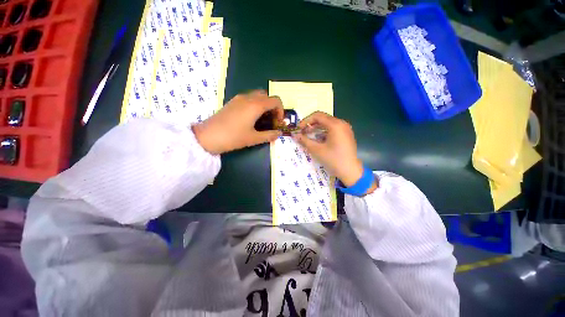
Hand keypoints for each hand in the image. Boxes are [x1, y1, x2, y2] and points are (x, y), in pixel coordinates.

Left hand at [193, 90, 283, 153]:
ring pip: (257, 96)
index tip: (278, 122)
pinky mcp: (232, 102)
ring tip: (261, 120)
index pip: (275, 100)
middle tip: (270, 120)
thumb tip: (279, 134)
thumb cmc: (233, 137)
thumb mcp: (254, 138)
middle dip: (272, 107)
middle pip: (267, 96)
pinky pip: (248, 99)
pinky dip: (255, 105)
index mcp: (255, 105)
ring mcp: (239, 98)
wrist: (207, 136)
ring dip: (263, 106)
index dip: (280, 111)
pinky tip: (251, 118)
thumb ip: (269, 135)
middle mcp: (248, 98)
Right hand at [294, 112, 376, 193]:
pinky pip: (333, 129)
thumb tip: (295, 135)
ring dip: (317, 129)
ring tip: (308, 136)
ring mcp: (346, 129)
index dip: (306, 121)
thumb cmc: (333, 160)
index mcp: (335, 125)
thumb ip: (305, 140)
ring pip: (328, 124)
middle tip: (302, 132)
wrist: (351, 172)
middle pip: (323, 119)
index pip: (317, 116)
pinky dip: (324, 132)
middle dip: (311, 125)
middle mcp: (342, 123)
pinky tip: (318, 140)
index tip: (299, 129)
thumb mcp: (317, 150)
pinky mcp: (347, 135)